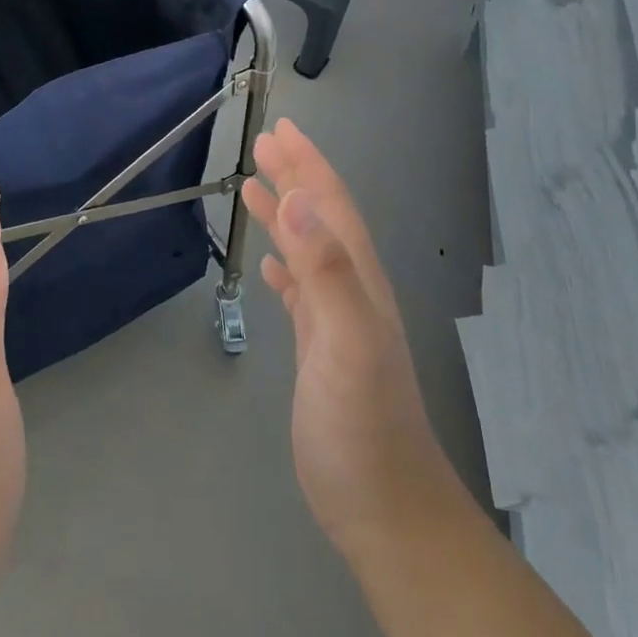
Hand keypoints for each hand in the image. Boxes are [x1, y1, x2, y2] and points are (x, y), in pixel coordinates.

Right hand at [245, 120, 461, 560]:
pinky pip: (300, 290)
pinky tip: (270, 266)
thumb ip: (326, 269)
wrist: (384, 506)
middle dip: (294, 176)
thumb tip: (298, 200)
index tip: (281, 130)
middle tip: (263, 144)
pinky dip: (285, 266)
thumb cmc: (363, 423)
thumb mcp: (348, 340)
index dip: (308, 165)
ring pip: (308, 249)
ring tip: (253, 189)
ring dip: (284, 214)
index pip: (330, 205)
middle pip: (320, 218)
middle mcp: (350, 289)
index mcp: (358, 278)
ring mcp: (337, 320)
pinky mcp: (321, 349)